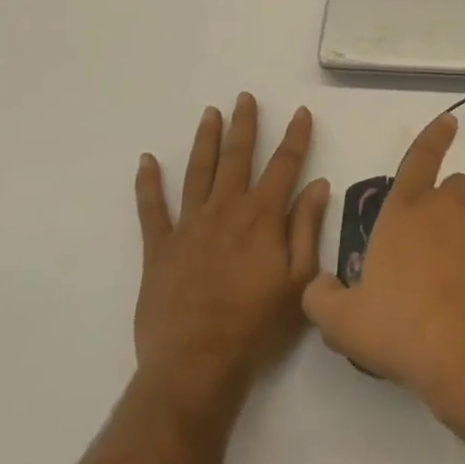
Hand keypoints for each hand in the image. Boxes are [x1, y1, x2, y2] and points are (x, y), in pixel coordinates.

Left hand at [132, 94, 330, 417]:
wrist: (196, 366)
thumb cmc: (255, 326)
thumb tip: (318, 184)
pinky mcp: (159, 248)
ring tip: (209, 113)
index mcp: (262, 217)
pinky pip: (151, 209)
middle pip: (237, 157)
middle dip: (244, 124)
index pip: (284, 165)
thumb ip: (307, 228)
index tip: (301, 112)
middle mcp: (226, 210)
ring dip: (205, 140)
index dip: (295, 136)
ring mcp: (189, 226)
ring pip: (198, 171)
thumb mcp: (298, 281)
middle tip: (244, 97)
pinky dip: (148, 183)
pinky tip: (146, 160)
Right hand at [302, 113, 464, 428]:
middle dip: (446, 206)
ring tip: (458, 286)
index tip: (450, 120)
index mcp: (405, 212)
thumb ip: (323, 298)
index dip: (433, 137)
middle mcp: (448, 208)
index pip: (418, 160)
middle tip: (434, 249)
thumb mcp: (344, 324)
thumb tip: (319, 287)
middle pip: (454, 188)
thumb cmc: (404, 329)